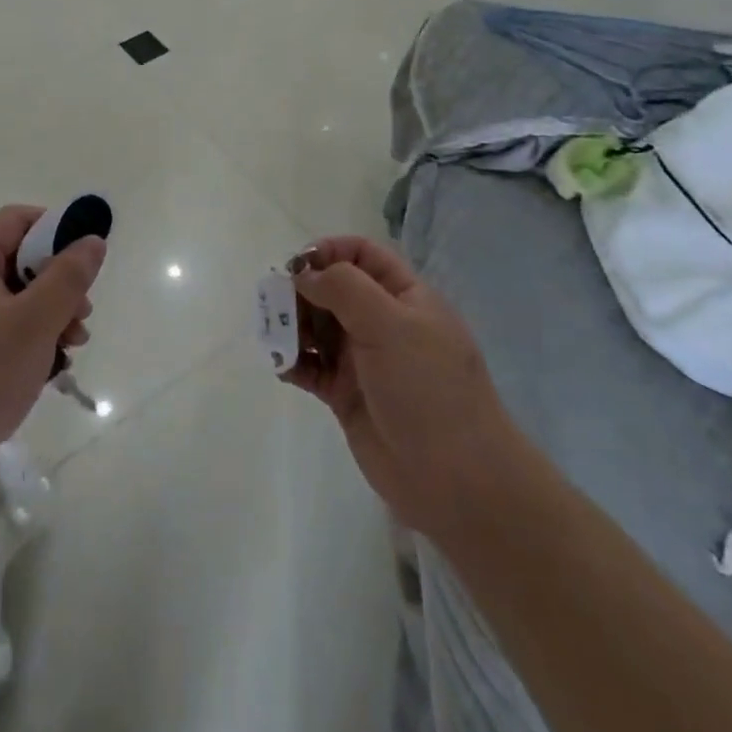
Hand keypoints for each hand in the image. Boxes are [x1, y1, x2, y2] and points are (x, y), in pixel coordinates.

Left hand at [0, 206, 102, 490]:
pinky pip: (0, 323)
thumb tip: (92, 239)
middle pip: (18, 258)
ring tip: (73, 345)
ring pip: (14, 294)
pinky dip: (28, 335)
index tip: (84, 261)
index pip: (16, 219)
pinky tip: (50, 364)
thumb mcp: (35, 323)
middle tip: (83, 316)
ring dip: (49, 312)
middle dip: (58, 282)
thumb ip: (68, 276)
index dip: (56, 230)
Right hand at [285, 237, 514, 536]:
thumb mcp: (391, 324)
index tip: (296, 268)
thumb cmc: (428, 388)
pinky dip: (293, 362)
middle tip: (275, 306)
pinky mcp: (346, 395)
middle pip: (331, 289)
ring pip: (317, 327)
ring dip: (291, 326)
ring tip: (276, 338)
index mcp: (403, 296)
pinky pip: (311, 367)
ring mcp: (363, 360)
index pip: (361, 254)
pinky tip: (282, 367)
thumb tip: (304, 274)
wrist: (456, 480)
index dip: (328, 252)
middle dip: (300, 291)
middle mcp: (382, 322)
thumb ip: (344, 288)